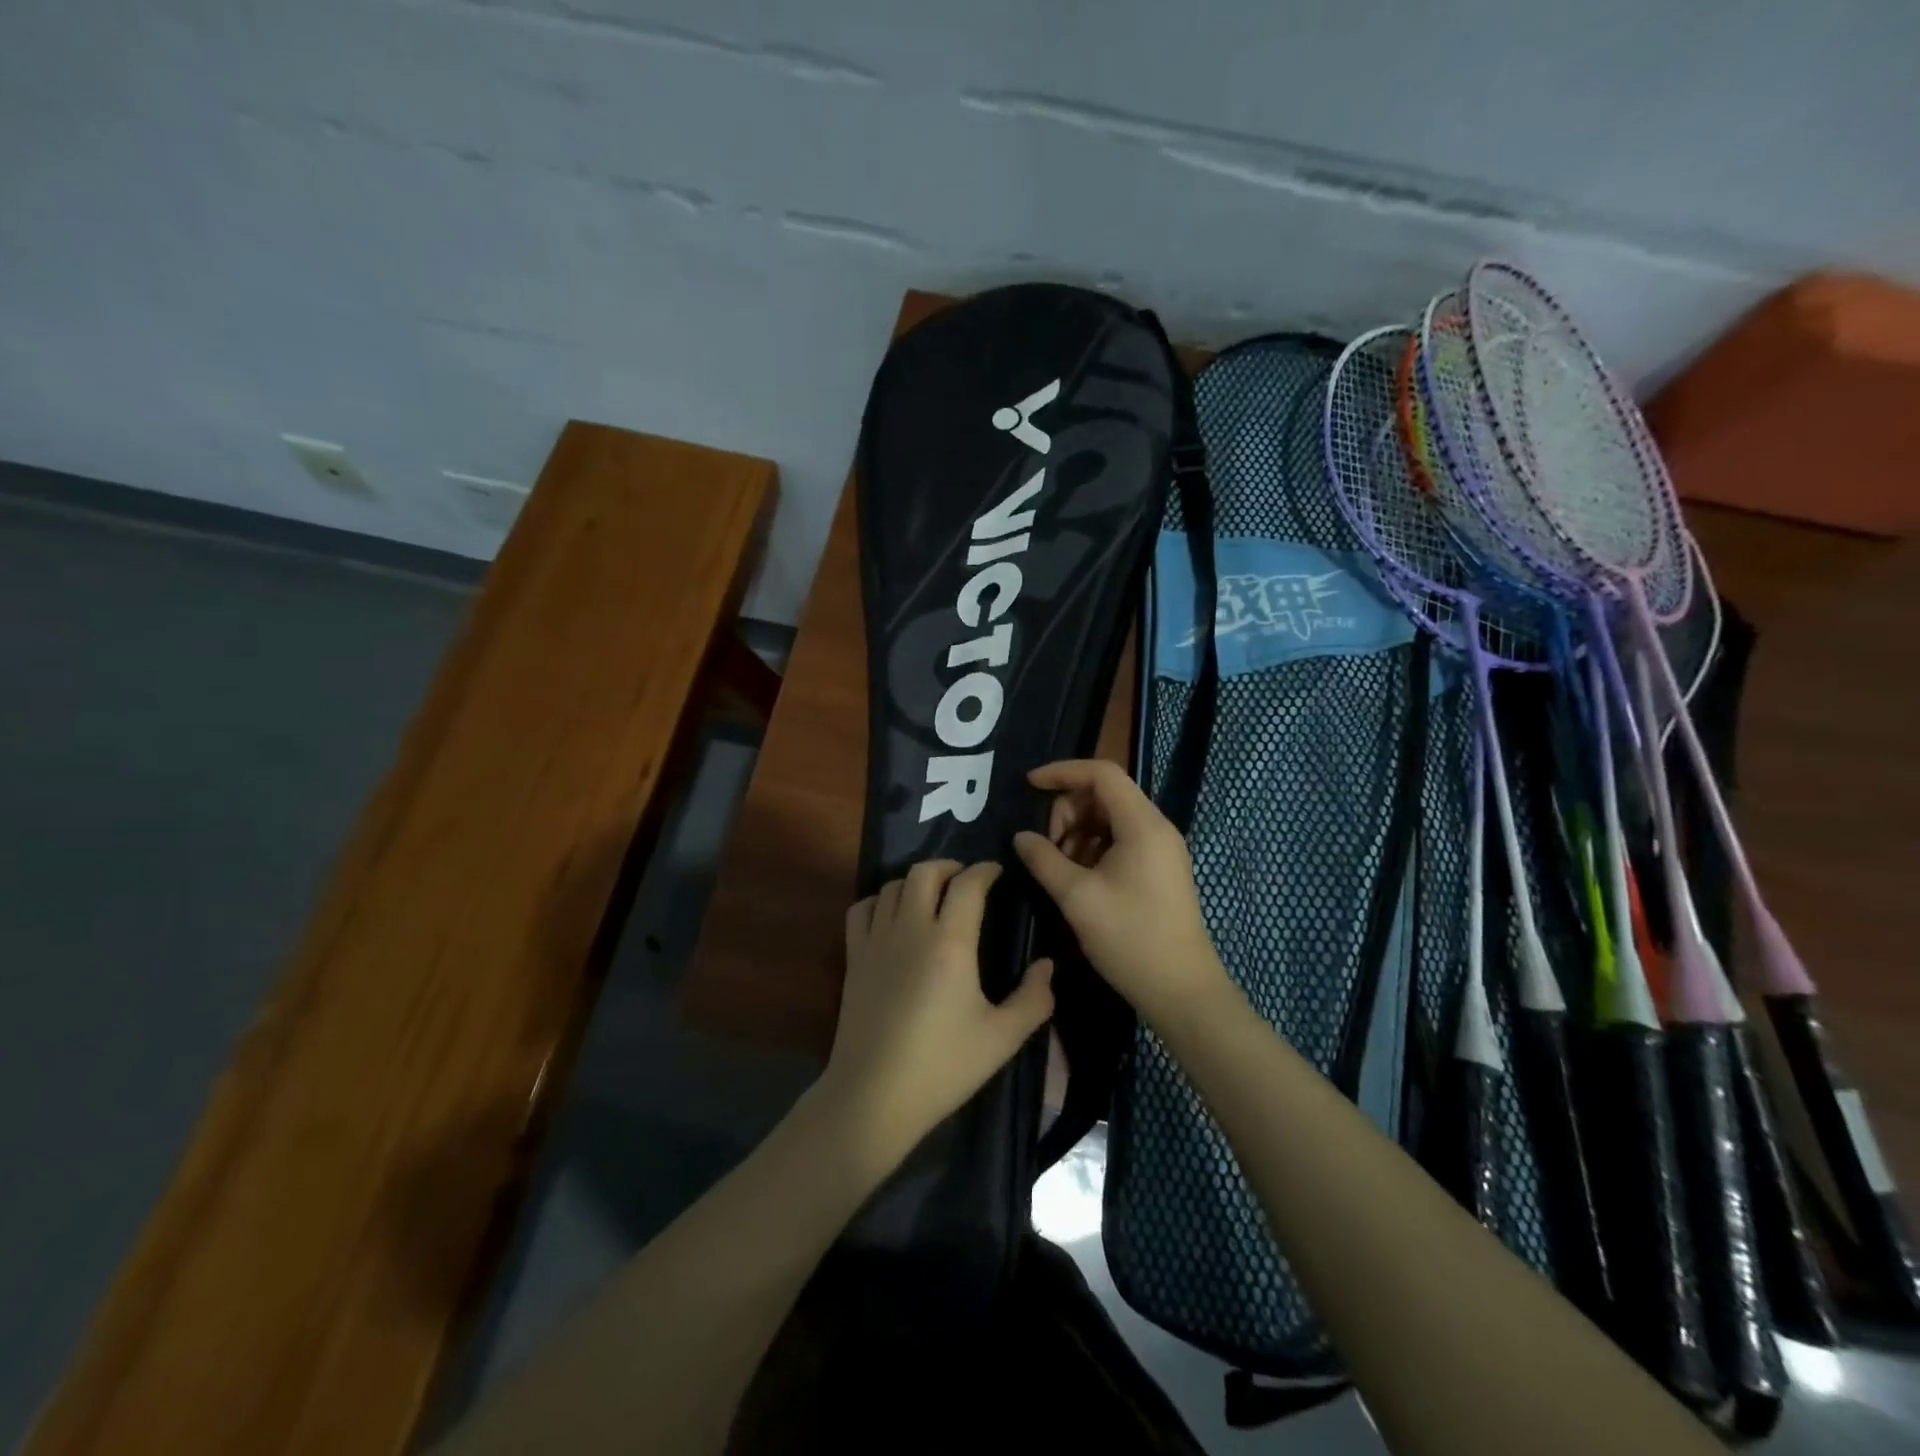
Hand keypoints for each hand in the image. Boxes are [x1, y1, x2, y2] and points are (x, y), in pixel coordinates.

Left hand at [821, 860, 1053, 1171]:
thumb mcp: (1002, 1038)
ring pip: (892, 885)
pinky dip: (879, 901)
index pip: (968, 884)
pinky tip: (892, 916)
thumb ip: (1033, 999)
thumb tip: (1047, 965)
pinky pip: (861, 909)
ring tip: (932, 896)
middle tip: (966, 881)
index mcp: (951, 943)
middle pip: (925, 871)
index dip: (985, 870)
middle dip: (949, 866)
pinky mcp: (853, 957)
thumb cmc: (943, 1067)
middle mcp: (911, 928)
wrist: (874, 1096)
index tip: (997, 871)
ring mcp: (876, 940)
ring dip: (916, 882)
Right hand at [1013, 760, 1228, 1027]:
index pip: (1102, 773)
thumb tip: (1020, 837)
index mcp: (1142, 824)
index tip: (1029, 784)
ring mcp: (1160, 849)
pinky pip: (1120, 840)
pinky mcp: (1158, 869)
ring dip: (1078, 832)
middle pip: (1104, 794)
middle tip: (1047, 847)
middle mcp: (1156, 827)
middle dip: (1068, 811)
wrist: (1181, 991)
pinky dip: (1093, 849)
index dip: (1062, 772)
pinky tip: (1078, 878)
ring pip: (1110, 818)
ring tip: (1060, 869)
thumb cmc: (1130, 938)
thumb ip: (1044, 859)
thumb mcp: (1077, 898)